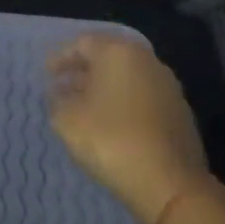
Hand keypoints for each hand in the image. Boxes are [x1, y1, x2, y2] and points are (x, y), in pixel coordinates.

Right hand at [48, 33, 209, 223]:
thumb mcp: (67, 120)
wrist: (168, 180)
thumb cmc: (110, 140)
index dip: (61, 56)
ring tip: (82, 106)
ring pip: (127, 77)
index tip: (46, 73)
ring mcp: (167, 86)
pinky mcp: (178, 111)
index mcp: (119, 52)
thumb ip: (57, 100)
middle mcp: (147, 61)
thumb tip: (59, 92)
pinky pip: (142, 97)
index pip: (83, 43)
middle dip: (83, 70)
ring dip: (103, 87)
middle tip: (62, 86)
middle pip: (109, 57)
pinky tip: (110, 123)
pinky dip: (122, 102)